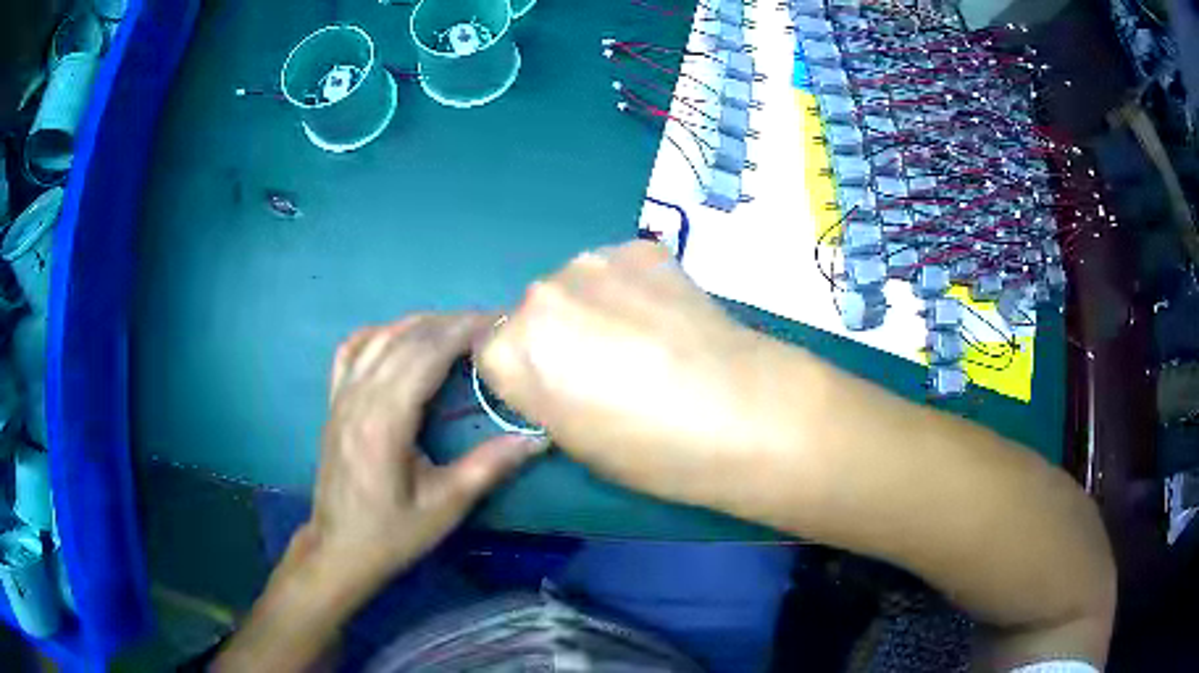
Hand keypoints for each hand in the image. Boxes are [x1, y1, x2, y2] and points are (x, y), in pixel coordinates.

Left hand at [304, 313, 547, 594]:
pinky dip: (379, 334)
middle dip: (449, 323)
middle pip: (405, 340)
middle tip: (489, 323)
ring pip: (379, 338)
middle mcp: (359, 397)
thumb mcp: (446, 506)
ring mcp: (341, 396)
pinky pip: (351, 351)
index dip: (462, 331)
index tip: (498, 323)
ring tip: (454, 327)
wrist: (339, 548)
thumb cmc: (393, 533)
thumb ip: (490, 466)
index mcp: (385, 421)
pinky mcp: (333, 402)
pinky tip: (398, 337)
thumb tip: (539, 437)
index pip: (425, 355)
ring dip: (419, 324)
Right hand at [477, 241, 774, 508]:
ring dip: (594, 306)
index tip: (556, 391)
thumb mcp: (575, 444)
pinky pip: (618, 269)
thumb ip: (544, 398)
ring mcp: (593, 261)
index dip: (524, 374)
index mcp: (513, 350)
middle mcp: (540, 294)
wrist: (744, 410)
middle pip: (532, 312)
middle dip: (558, 335)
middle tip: (607, 366)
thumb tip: (552, 375)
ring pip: (575, 285)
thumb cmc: (653, 449)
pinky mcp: (641, 247)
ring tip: (645, 338)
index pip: (490, 352)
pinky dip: (632, 288)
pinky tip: (668, 316)